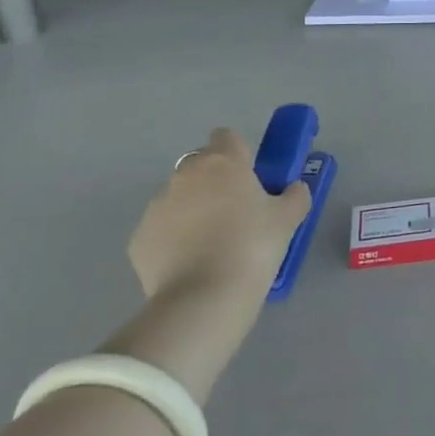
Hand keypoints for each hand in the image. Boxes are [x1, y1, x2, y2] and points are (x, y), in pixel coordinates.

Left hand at [129, 128, 311, 302]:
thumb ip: (295, 195)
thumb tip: (294, 188)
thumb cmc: (253, 247)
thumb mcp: (288, 219)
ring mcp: (157, 206)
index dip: (239, 153)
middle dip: (214, 182)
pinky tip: (190, 266)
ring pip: (178, 198)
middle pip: (200, 166)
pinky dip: (173, 241)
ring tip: (212, 246)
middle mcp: (185, 176)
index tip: (250, 177)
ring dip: (193, 211)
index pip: (226, 136)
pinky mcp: (139, 239)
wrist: (203, 299)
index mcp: (223, 163)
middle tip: (236, 213)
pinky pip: (161, 230)